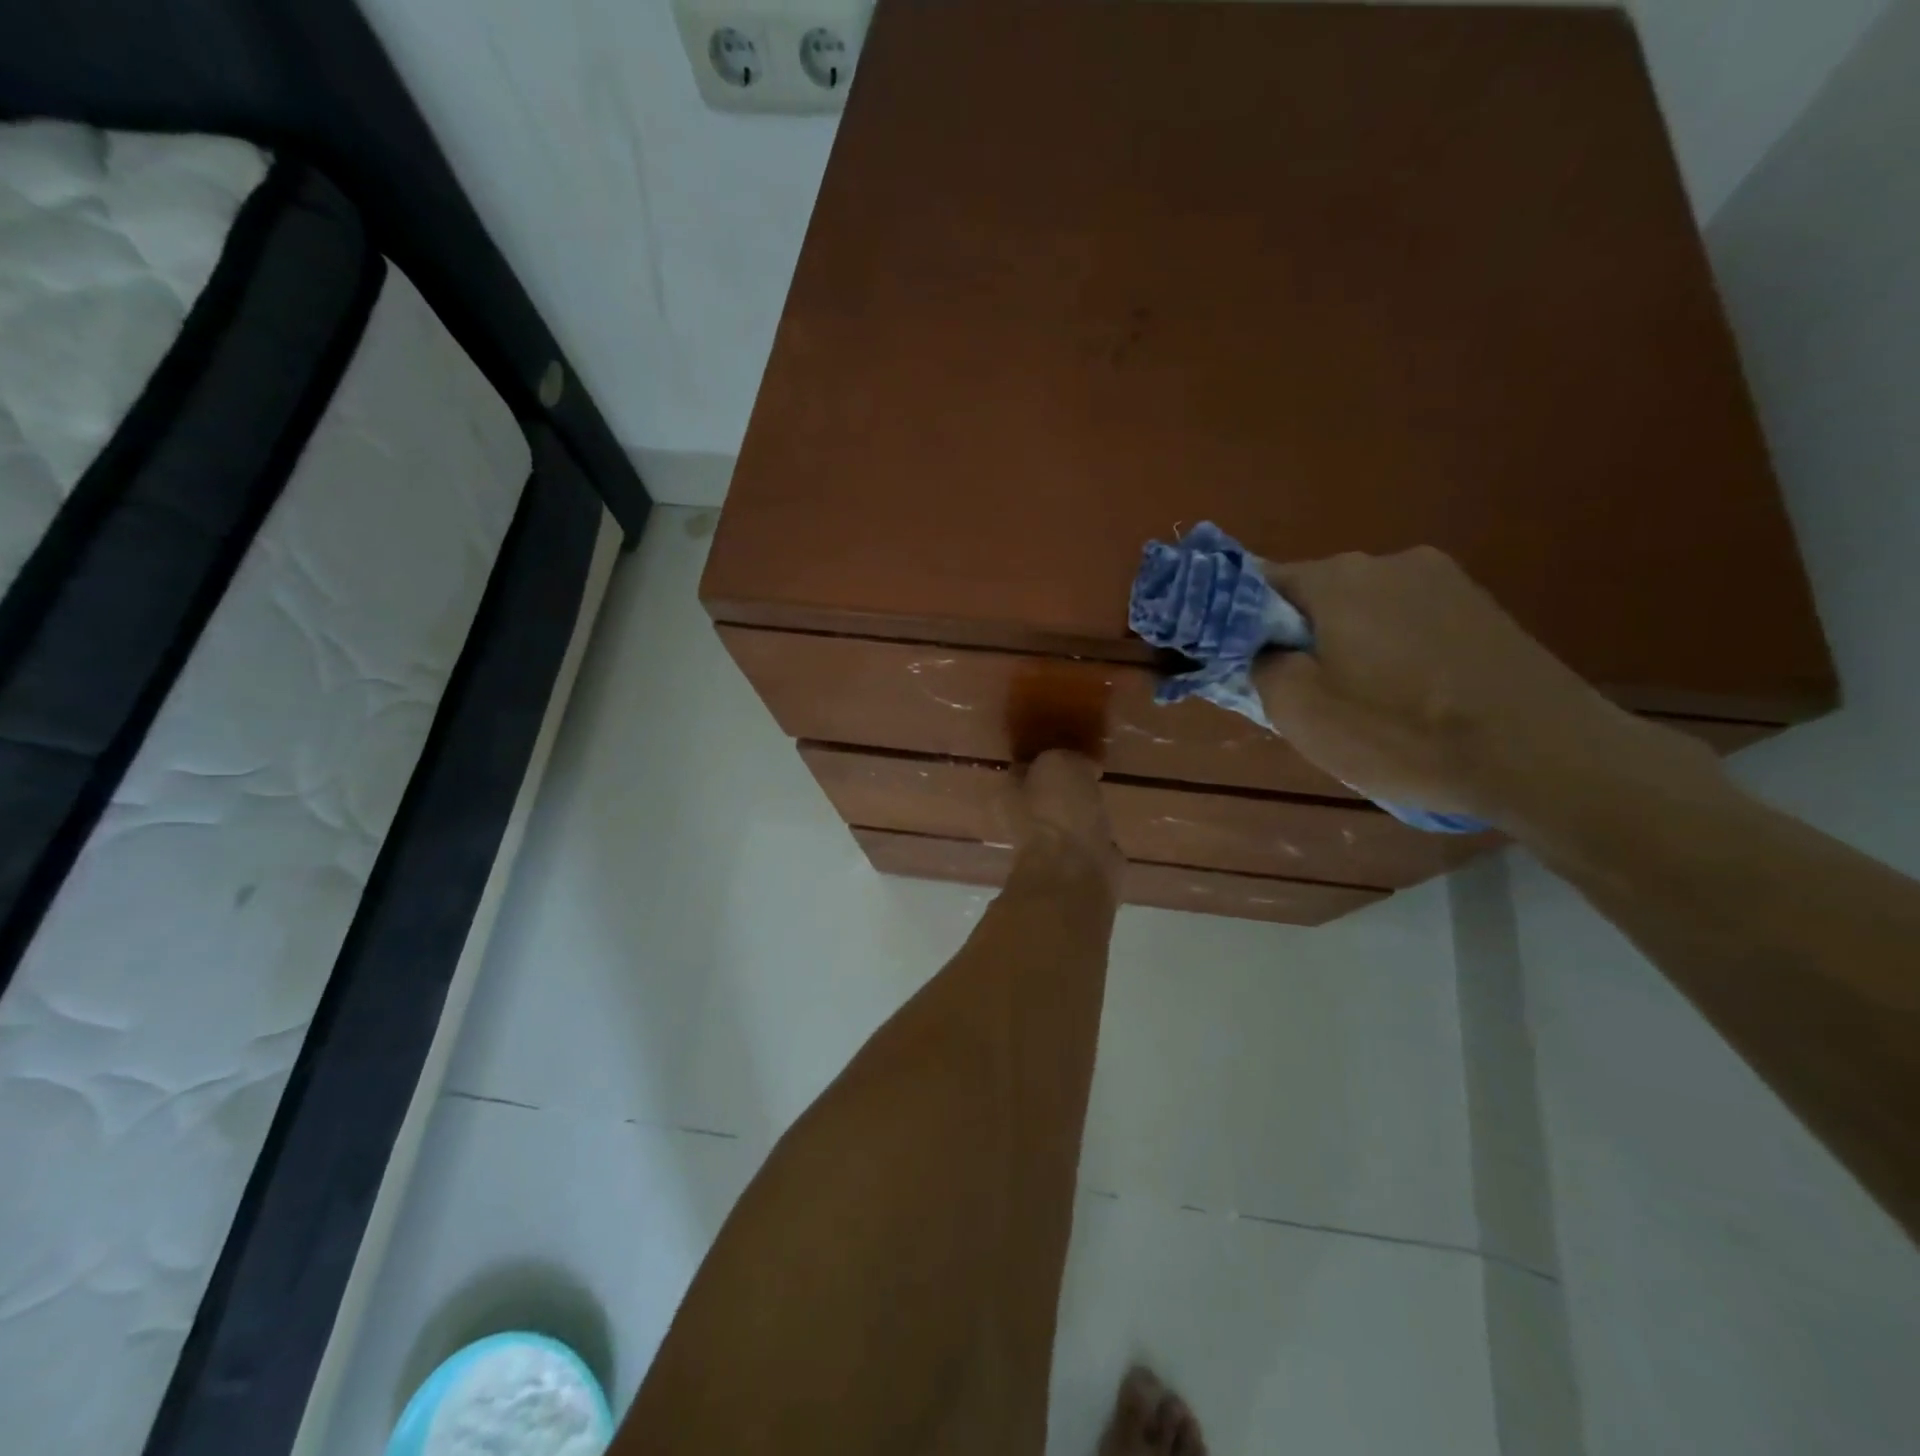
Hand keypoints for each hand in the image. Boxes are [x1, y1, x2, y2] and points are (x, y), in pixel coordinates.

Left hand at [1011, 750, 1123, 893]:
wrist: (1075, 870)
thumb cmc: (1058, 811)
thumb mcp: (1060, 763)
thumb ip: (1068, 757)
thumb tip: (1085, 767)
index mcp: (1011, 793)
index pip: (1024, 767)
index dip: (1045, 755)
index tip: (1069, 747)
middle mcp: (1024, 819)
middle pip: (1046, 794)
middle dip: (1065, 784)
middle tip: (1090, 770)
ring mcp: (1051, 846)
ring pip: (1067, 818)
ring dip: (1081, 810)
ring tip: (1103, 793)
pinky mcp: (1077, 865)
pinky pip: (1088, 840)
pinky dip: (1098, 833)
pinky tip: (1112, 822)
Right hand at [1253, 547, 1721, 831]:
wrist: (1543, 756)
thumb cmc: (1401, 733)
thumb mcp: (1300, 711)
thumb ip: (1261, 666)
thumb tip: (1263, 649)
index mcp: (1339, 578)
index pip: (1261, 581)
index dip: (1240, 620)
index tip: (1239, 660)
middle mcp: (1392, 562)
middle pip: (1316, 594)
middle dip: (1298, 635)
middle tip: (1301, 692)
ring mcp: (1447, 581)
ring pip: (1365, 609)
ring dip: (1347, 645)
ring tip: (1362, 702)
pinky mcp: (1485, 609)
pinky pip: (1411, 622)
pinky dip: (1393, 652)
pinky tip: (1410, 697)